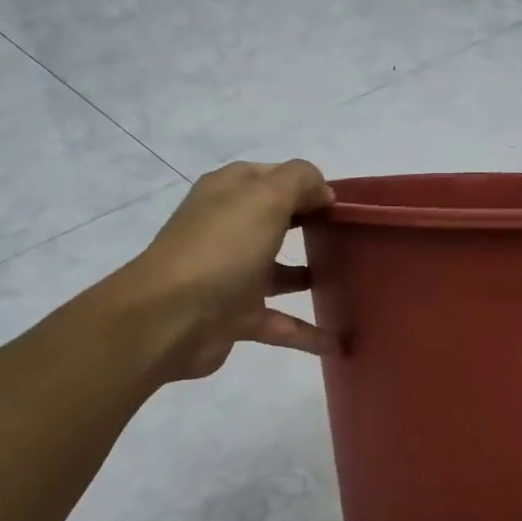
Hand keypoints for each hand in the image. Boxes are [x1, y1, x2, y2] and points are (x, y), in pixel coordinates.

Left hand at [122, 160, 335, 381]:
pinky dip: (306, 333)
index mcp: (229, 194)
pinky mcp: (235, 317)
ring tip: (349, 283)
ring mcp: (230, 275)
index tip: (342, 204)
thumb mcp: (266, 197)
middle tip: (350, 236)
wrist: (171, 318)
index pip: (271, 177)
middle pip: (275, 223)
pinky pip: (279, 323)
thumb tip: (322, 191)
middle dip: (309, 226)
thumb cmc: (221, 248)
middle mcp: (227, 231)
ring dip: (306, 277)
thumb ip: (300, 181)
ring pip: (277, 273)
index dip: (306, 184)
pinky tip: (337, 343)